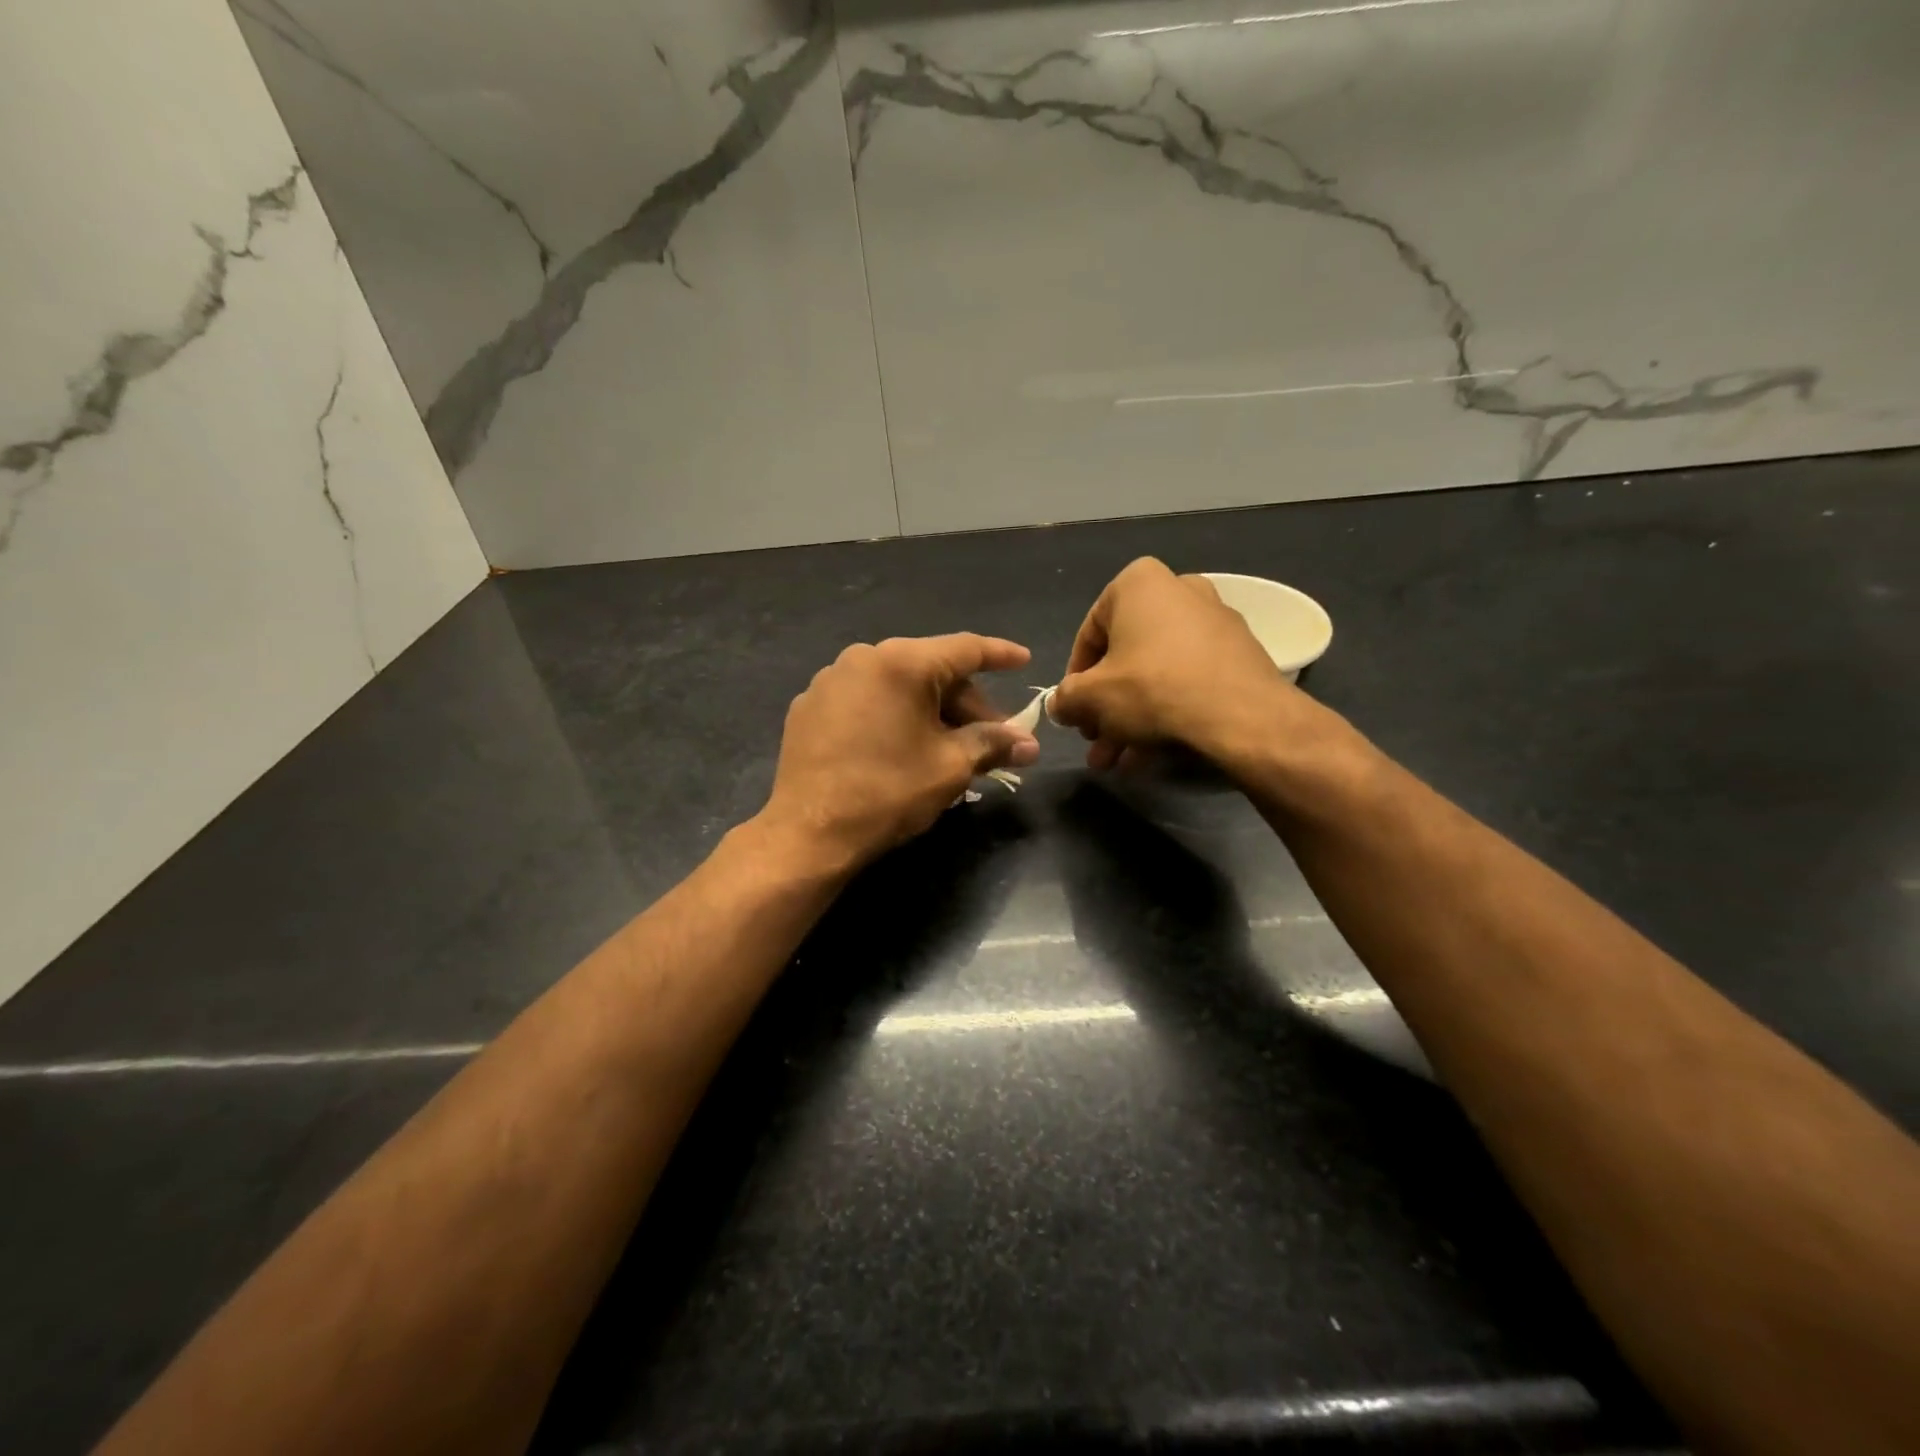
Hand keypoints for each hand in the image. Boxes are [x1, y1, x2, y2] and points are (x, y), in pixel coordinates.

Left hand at [759, 634, 1040, 872]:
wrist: (810, 832)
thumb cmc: (889, 792)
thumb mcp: (951, 766)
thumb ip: (993, 744)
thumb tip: (1028, 744)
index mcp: (902, 662)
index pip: (965, 649)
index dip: (1000, 655)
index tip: (1024, 660)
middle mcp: (863, 658)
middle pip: (930, 669)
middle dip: (966, 702)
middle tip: (991, 737)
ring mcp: (830, 680)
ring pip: (897, 685)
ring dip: (930, 710)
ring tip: (947, 748)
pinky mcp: (809, 706)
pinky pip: (866, 699)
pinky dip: (892, 715)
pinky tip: (900, 747)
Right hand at [1049, 557, 1302, 769]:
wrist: (1241, 716)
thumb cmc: (1152, 689)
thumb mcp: (1090, 697)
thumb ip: (1065, 698)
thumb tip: (1060, 705)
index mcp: (1139, 583)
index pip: (1089, 634)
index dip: (1075, 679)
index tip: (1073, 712)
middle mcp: (1179, 591)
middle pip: (1125, 657)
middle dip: (1105, 706)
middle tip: (1094, 741)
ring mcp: (1214, 623)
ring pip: (1155, 674)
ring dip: (1130, 718)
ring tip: (1116, 761)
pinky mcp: (1238, 656)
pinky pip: (1187, 682)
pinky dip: (1165, 713)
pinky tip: (1148, 755)